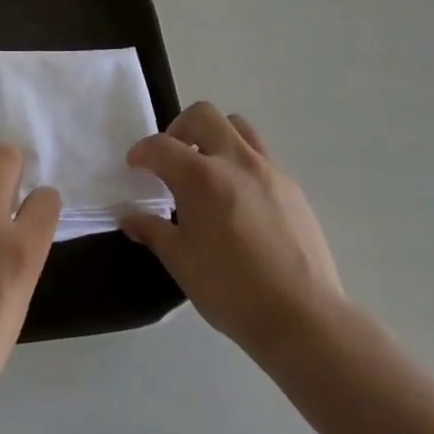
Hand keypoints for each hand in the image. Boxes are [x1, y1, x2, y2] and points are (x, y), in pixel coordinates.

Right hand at [119, 103, 342, 363]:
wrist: (303, 318)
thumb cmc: (231, 291)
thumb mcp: (181, 262)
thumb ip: (152, 230)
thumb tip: (130, 217)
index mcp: (202, 177)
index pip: (161, 146)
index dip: (142, 152)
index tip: (135, 166)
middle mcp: (235, 161)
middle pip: (203, 116)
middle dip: (179, 128)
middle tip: (172, 158)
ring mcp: (269, 171)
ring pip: (237, 127)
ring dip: (215, 136)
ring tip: (207, 169)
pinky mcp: (292, 187)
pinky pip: (261, 155)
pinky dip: (240, 161)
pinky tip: (238, 198)